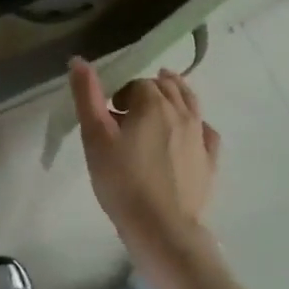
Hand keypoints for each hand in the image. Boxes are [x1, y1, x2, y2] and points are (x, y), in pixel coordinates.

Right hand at [69, 58, 220, 254]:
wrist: (162, 229)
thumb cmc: (123, 181)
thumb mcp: (95, 137)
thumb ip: (87, 96)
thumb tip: (78, 60)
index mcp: (153, 102)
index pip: (137, 84)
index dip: (121, 95)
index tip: (109, 115)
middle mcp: (181, 112)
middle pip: (166, 87)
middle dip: (148, 91)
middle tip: (130, 110)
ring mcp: (199, 136)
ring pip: (190, 102)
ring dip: (175, 96)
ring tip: (160, 104)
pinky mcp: (210, 161)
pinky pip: (206, 131)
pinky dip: (196, 124)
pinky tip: (189, 133)